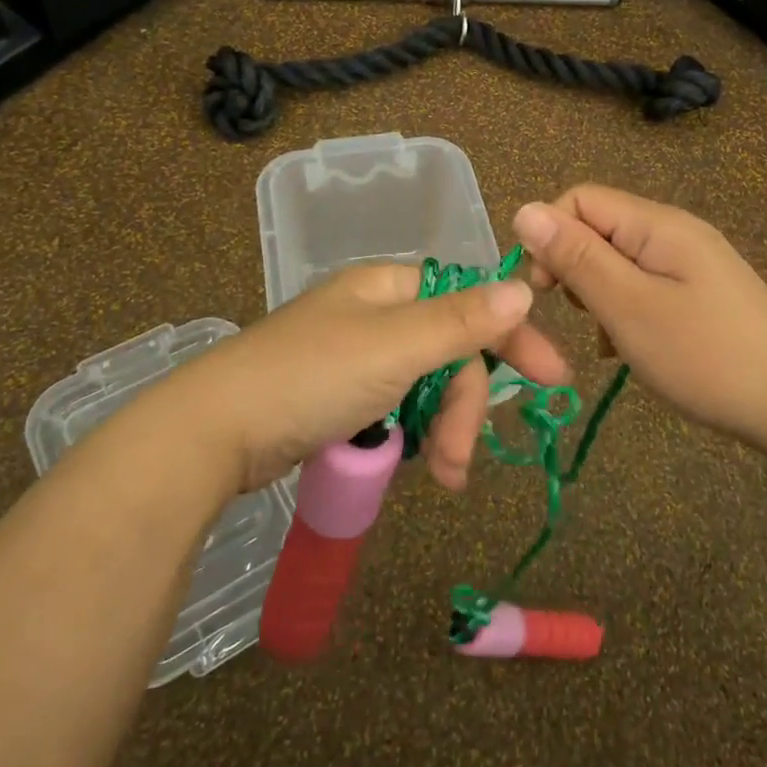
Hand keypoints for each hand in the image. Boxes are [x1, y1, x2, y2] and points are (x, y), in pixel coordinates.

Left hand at [156, 264, 570, 494]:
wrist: (214, 432)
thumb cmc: (311, 377)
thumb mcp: (395, 347)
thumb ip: (462, 321)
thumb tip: (522, 288)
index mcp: (388, 288)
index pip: (468, 301)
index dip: (511, 336)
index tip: (552, 379)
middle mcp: (374, 315)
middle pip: (448, 353)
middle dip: (463, 407)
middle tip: (459, 461)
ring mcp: (354, 358)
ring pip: (425, 387)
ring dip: (441, 430)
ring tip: (442, 477)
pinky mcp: (338, 398)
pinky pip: (395, 410)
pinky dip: (410, 437)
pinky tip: (410, 465)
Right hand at [511, 185, 766, 451]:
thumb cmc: (706, 355)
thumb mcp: (628, 306)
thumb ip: (575, 257)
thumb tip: (523, 210)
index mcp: (656, 224)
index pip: (578, 200)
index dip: (550, 236)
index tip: (545, 290)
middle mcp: (673, 232)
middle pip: (598, 228)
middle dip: (574, 268)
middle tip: (582, 319)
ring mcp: (690, 263)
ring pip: (617, 262)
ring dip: (598, 295)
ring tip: (610, 340)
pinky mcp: (700, 293)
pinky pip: (643, 286)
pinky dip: (625, 311)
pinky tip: (632, 349)